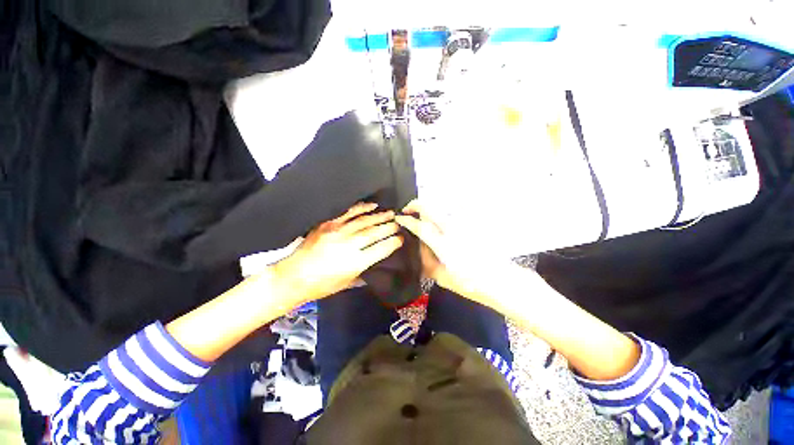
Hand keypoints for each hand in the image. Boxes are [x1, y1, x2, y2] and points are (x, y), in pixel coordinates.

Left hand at [272, 202, 402, 308]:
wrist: (293, 276)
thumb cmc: (321, 285)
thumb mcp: (347, 284)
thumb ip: (364, 272)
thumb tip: (378, 262)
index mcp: (355, 263)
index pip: (381, 249)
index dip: (393, 242)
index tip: (401, 238)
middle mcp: (349, 245)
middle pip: (374, 233)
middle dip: (389, 227)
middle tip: (399, 223)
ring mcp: (338, 232)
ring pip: (364, 221)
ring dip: (379, 216)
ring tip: (390, 213)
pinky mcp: (328, 224)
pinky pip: (348, 213)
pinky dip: (361, 208)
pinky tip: (371, 205)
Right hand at [395, 200, 486, 297]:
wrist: (501, 280)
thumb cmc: (470, 283)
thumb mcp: (442, 277)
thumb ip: (427, 260)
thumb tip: (420, 245)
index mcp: (443, 245)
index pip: (420, 226)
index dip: (406, 220)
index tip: (398, 218)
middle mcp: (452, 230)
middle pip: (430, 207)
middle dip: (415, 205)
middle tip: (407, 212)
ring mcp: (462, 225)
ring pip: (439, 208)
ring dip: (427, 209)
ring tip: (420, 218)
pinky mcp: (469, 225)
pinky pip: (449, 214)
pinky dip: (438, 215)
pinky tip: (437, 225)